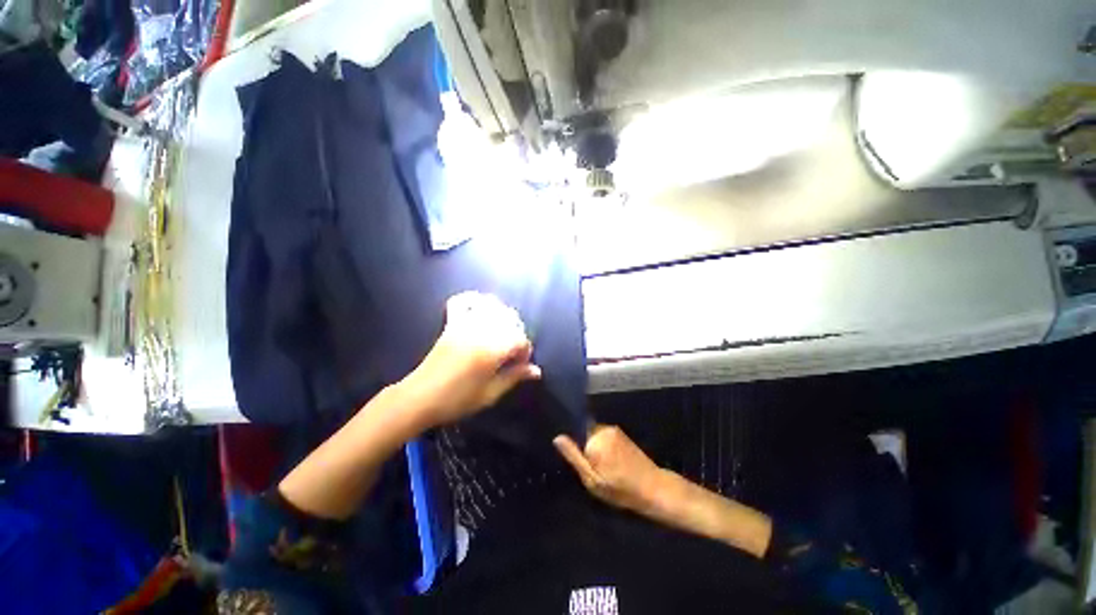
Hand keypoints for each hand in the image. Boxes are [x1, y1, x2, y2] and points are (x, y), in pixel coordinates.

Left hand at [401, 291, 541, 428]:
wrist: (419, 398)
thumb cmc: (457, 400)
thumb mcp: (491, 393)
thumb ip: (514, 377)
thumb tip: (537, 371)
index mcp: (492, 350)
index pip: (521, 339)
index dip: (525, 352)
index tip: (521, 365)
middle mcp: (481, 331)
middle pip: (510, 319)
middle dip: (517, 333)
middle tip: (512, 352)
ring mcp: (465, 324)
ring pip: (492, 306)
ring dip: (502, 315)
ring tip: (501, 331)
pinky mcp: (451, 324)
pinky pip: (463, 302)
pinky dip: (473, 300)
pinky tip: (481, 307)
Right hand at [554, 425, 666, 515]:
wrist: (653, 487)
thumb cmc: (620, 488)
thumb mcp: (592, 479)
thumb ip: (574, 456)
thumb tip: (557, 437)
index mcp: (595, 439)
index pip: (573, 433)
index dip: (572, 447)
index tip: (577, 461)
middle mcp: (603, 428)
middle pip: (584, 433)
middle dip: (584, 447)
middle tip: (591, 469)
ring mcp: (613, 429)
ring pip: (594, 435)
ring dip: (594, 447)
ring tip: (602, 467)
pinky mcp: (621, 433)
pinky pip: (604, 436)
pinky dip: (603, 446)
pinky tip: (611, 462)